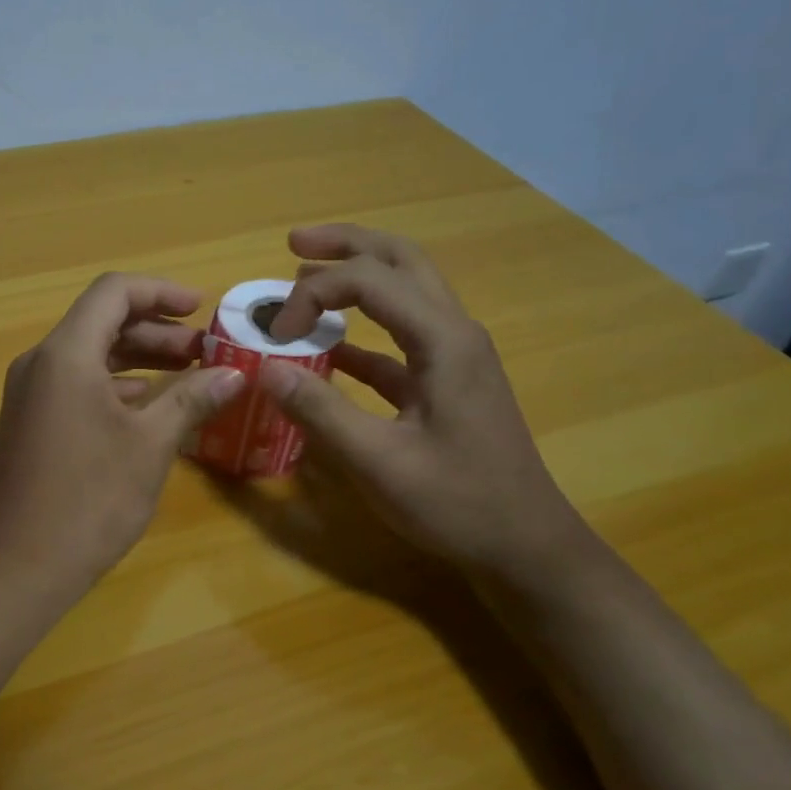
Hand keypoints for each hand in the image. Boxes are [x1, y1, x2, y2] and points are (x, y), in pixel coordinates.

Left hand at [0, 274, 246, 592]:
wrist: (20, 567)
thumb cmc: (90, 500)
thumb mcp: (150, 445)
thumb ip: (191, 399)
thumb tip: (234, 374)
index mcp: (65, 354)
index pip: (113, 292)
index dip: (161, 292)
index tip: (202, 310)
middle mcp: (40, 362)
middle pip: (101, 320)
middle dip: (156, 329)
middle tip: (205, 351)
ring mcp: (30, 393)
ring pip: (89, 353)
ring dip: (138, 357)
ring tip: (187, 374)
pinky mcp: (30, 421)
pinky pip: (75, 382)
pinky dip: (114, 383)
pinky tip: (147, 405)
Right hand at [260, 224, 592, 575]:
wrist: (525, 546)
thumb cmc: (458, 503)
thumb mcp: (379, 463)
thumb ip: (321, 412)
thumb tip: (265, 369)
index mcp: (443, 340)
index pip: (370, 280)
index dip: (314, 294)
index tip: (276, 335)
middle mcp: (454, 332)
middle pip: (401, 260)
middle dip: (345, 245)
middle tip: (294, 243)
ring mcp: (454, 354)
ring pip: (406, 289)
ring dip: (357, 276)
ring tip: (306, 277)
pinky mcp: (446, 380)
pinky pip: (400, 334)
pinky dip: (362, 327)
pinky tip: (327, 346)